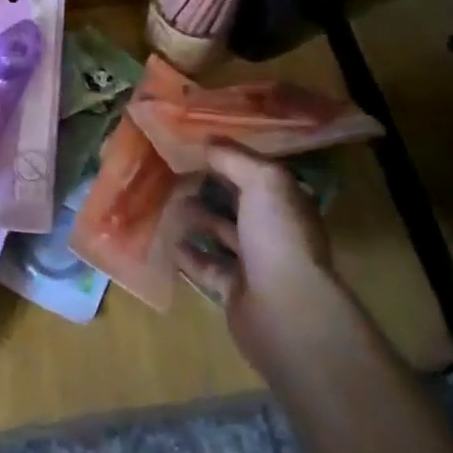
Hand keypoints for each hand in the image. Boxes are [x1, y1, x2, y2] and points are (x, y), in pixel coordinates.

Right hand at [170, 143, 352, 381]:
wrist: (284, 310)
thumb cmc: (278, 237)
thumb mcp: (262, 182)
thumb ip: (234, 158)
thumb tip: (207, 141)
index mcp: (286, 203)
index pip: (257, 173)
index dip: (229, 157)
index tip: (195, 144)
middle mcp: (274, 231)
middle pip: (238, 203)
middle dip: (210, 187)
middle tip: (173, 171)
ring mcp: (255, 263)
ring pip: (221, 233)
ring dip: (197, 219)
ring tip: (166, 201)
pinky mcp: (235, 291)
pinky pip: (207, 267)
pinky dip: (188, 255)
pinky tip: (166, 240)